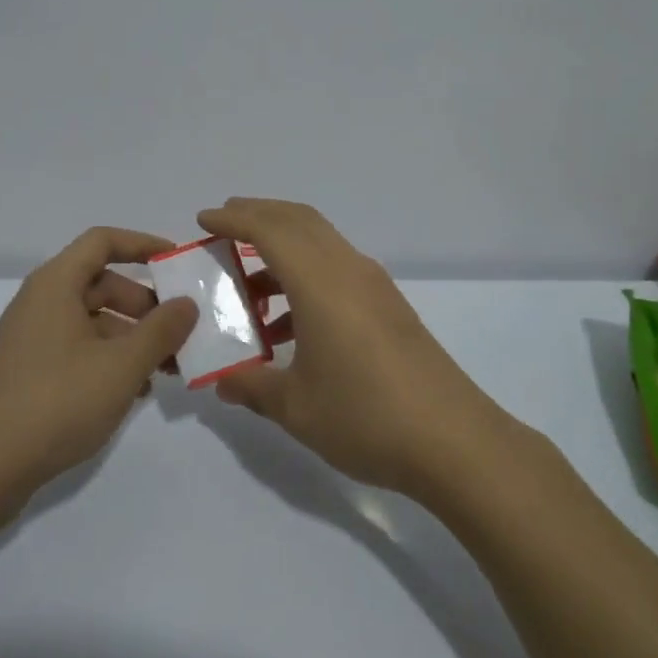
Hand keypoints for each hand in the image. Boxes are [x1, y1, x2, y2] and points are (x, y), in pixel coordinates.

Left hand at [0, 227, 197, 517]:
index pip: (103, 241)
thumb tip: (187, 303)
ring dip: (132, 338)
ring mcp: (30, 339)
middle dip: (146, 304)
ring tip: (166, 369)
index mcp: (56, 284)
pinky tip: (133, 391)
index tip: (178, 263)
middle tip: (180, 332)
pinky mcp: (26, 373)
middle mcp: (39, 302)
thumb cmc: (55, 403)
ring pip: (92, 321)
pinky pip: (77, 349)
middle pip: (101, 284)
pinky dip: (108, 360)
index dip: (143, 244)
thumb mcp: (122, 366)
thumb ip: (161, 331)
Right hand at [198, 198, 506, 497]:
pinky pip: (337, 270)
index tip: (203, 219)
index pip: (270, 230)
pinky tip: (289, 327)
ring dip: (282, 251)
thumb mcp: (295, 407)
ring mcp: (374, 286)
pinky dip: (305, 277)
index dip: (234, 218)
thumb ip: (251, 386)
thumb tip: (222, 381)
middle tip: (222, 229)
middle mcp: (349, 270)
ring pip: (320, 244)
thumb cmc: (366, 416)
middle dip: (258, 216)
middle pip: (299, 221)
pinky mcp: (389, 307)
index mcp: (321, 282)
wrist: (454, 441)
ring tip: (248, 290)